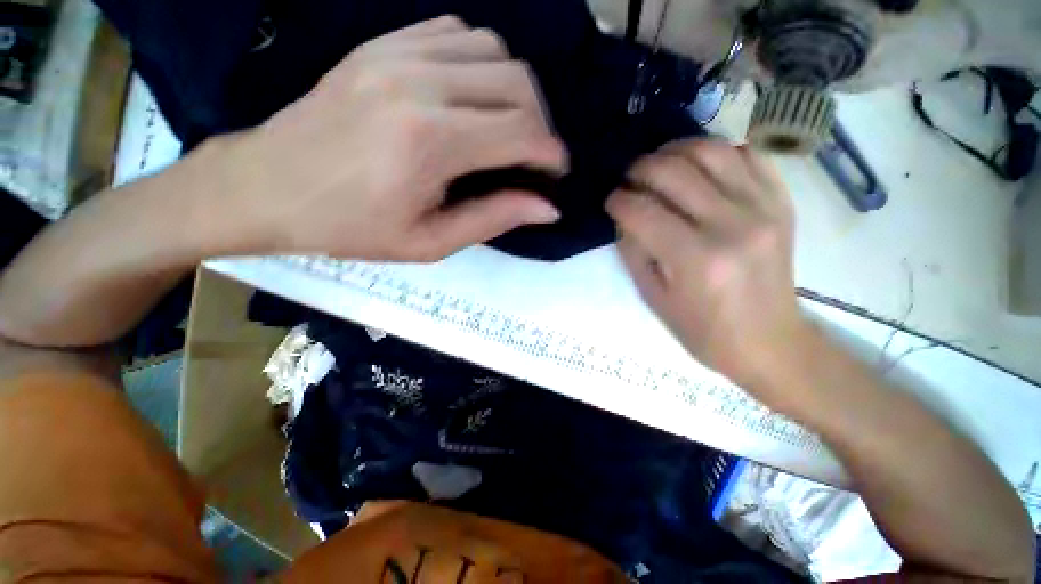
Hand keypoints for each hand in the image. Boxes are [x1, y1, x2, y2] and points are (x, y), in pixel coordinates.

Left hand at [221, 16, 566, 260]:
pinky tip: (474, 95)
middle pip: (516, 82)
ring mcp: (397, 52)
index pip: (519, 133)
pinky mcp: (383, 42)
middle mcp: (419, 83)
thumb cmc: (352, 227)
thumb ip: (493, 219)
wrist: (270, 186)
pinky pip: (456, 33)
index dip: (550, 153)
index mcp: (429, 143)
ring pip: (493, 49)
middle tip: (535, 155)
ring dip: (515, 90)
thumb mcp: (429, 242)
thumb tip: (546, 208)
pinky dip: (482, 62)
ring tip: (508, 126)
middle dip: (541, 123)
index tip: (557, 171)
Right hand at [606, 140, 811, 407]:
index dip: (618, 201)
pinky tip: (698, 168)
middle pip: (674, 172)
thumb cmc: (703, 330)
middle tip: (628, 180)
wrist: (769, 342)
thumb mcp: (654, 297)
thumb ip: (634, 251)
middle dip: (639, 170)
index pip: (642, 211)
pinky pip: (748, 155)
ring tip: (658, 165)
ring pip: (711, 152)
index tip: (610, 201)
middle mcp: (732, 225)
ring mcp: (764, 208)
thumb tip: (625, 216)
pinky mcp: (782, 203)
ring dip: (675, 151)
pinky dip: (716, 153)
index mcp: (696, 259)